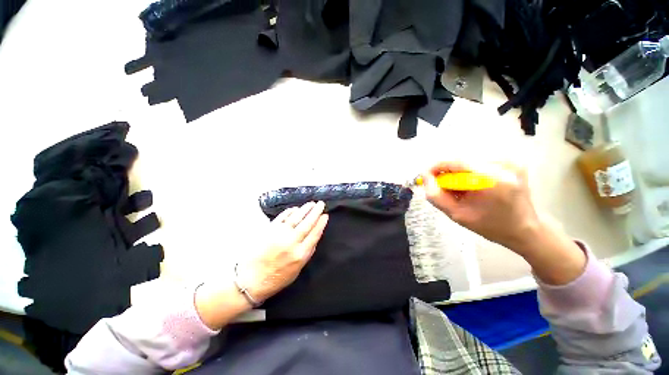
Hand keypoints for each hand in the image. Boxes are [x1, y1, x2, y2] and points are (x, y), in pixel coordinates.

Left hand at [236, 201, 328, 302]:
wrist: (250, 280)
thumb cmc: (276, 278)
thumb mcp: (297, 270)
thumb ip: (307, 253)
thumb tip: (314, 237)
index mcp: (300, 254)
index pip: (314, 234)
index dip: (321, 223)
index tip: (326, 215)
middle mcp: (291, 242)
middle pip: (307, 223)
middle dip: (316, 212)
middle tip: (321, 204)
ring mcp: (279, 234)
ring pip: (296, 217)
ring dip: (305, 209)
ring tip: (311, 203)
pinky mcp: (269, 230)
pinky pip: (282, 217)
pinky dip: (290, 211)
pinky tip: (295, 208)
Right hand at [424, 161, 585, 284]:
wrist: (525, 229)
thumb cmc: (491, 226)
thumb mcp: (457, 215)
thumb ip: (436, 196)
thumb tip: (425, 177)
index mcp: (494, 179)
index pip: (456, 161)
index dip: (436, 166)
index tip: (426, 176)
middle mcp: (505, 163)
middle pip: (462, 159)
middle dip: (447, 171)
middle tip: (442, 187)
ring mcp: (511, 160)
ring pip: (469, 159)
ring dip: (457, 172)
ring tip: (459, 189)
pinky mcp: (512, 160)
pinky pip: (479, 161)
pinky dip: (468, 171)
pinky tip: (471, 184)